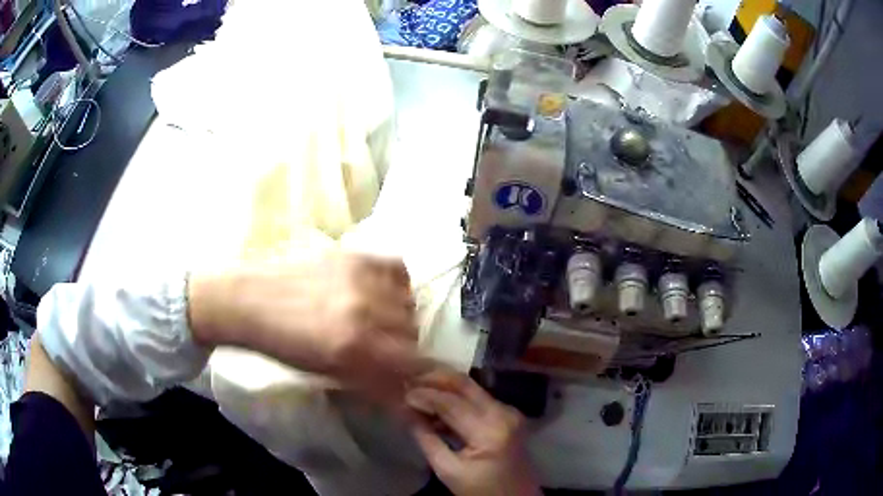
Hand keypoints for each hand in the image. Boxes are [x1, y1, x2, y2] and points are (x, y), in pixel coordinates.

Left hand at [187, 252, 429, 399]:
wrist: (250, 300)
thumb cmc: (283, 345)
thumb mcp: (328, 373)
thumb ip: (371, 384)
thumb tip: (406, 394)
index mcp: (355, 347)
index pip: (413, 362)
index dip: (414, 371)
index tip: (406, 372)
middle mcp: (366, 311)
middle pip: (413, 332)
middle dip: (403, 346)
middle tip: (384, 348)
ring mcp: (362, 279)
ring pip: (408, 303)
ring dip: (400, 317)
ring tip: (379, 319)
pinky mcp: (356, 255)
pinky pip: (398, 270)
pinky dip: (397, 284)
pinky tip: (381, 292)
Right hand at [406, 372, 540, 495]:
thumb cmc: (482, 491)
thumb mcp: (448, 471)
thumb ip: (427, 439)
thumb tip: (407, 412)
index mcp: (490, 431)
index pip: (451, 403)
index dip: (424, 395)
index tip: (402, 393)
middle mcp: (503, 413)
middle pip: (465, 385)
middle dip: (435, 378)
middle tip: (409, 378)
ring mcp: (509, 412)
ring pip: (471, 388)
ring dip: (444, 386)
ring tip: (418, 389)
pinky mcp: (508, 415)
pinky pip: (478, 399)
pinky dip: (455, 398)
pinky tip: (436, 405)